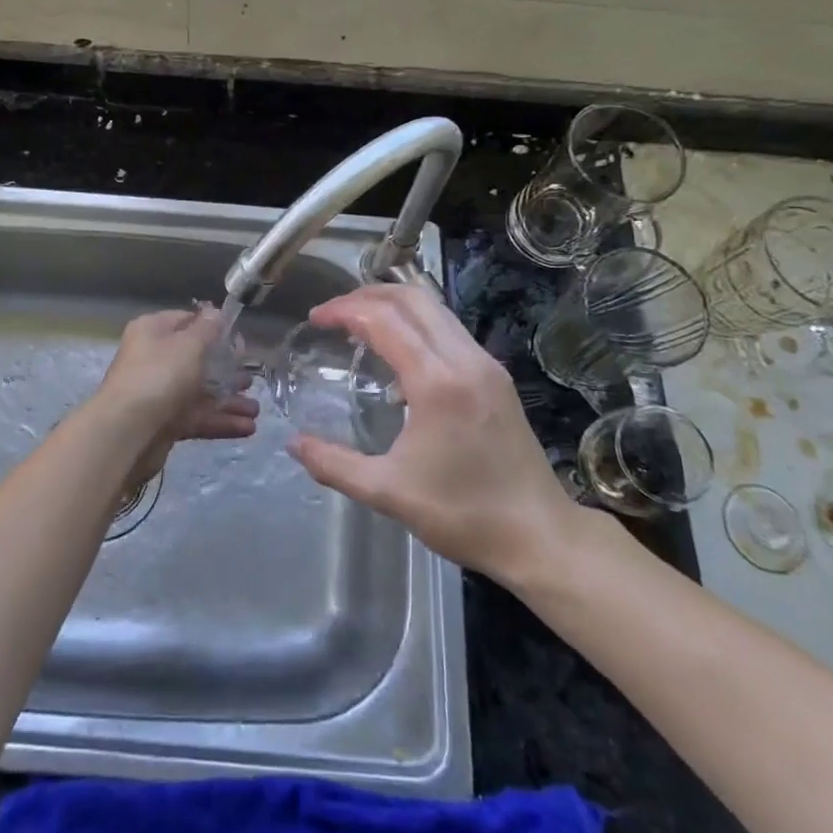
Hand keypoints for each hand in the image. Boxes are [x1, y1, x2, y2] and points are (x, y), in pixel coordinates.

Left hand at [90, 308, 258, 492]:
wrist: (127, 432)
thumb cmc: (159, 376)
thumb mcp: (188, 345)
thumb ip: (207, 329)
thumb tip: (215, 313)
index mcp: (153, 332)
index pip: (185, 321)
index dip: (213, 328)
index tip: (239, 339)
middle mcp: (154, 360)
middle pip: (195, 360)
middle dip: (226, 369)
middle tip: (251, 376)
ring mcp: (159, 393)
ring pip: (199, 392)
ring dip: (228, 400)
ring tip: (256, 409)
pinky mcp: (165, 423)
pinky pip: (197, 417)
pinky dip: (221, 421)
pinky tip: (248, 427)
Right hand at [286, 283, 584, 579]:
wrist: (540, 537)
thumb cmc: (462, 514)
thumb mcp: (387, 493)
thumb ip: (334, 465)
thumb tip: (293, 444)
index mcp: (437, 382)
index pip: (383, 320)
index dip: (344, 310)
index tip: (315, 318)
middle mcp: (465, 359)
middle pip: (412, 298)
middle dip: (367, 295)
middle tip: (334, 314)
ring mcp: (486, 364)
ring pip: (435, 308)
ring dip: (393, 305)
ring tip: (359, 324)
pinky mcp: (496, 375)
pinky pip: (449, 329)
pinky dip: (416, 323)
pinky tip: (397, 353)